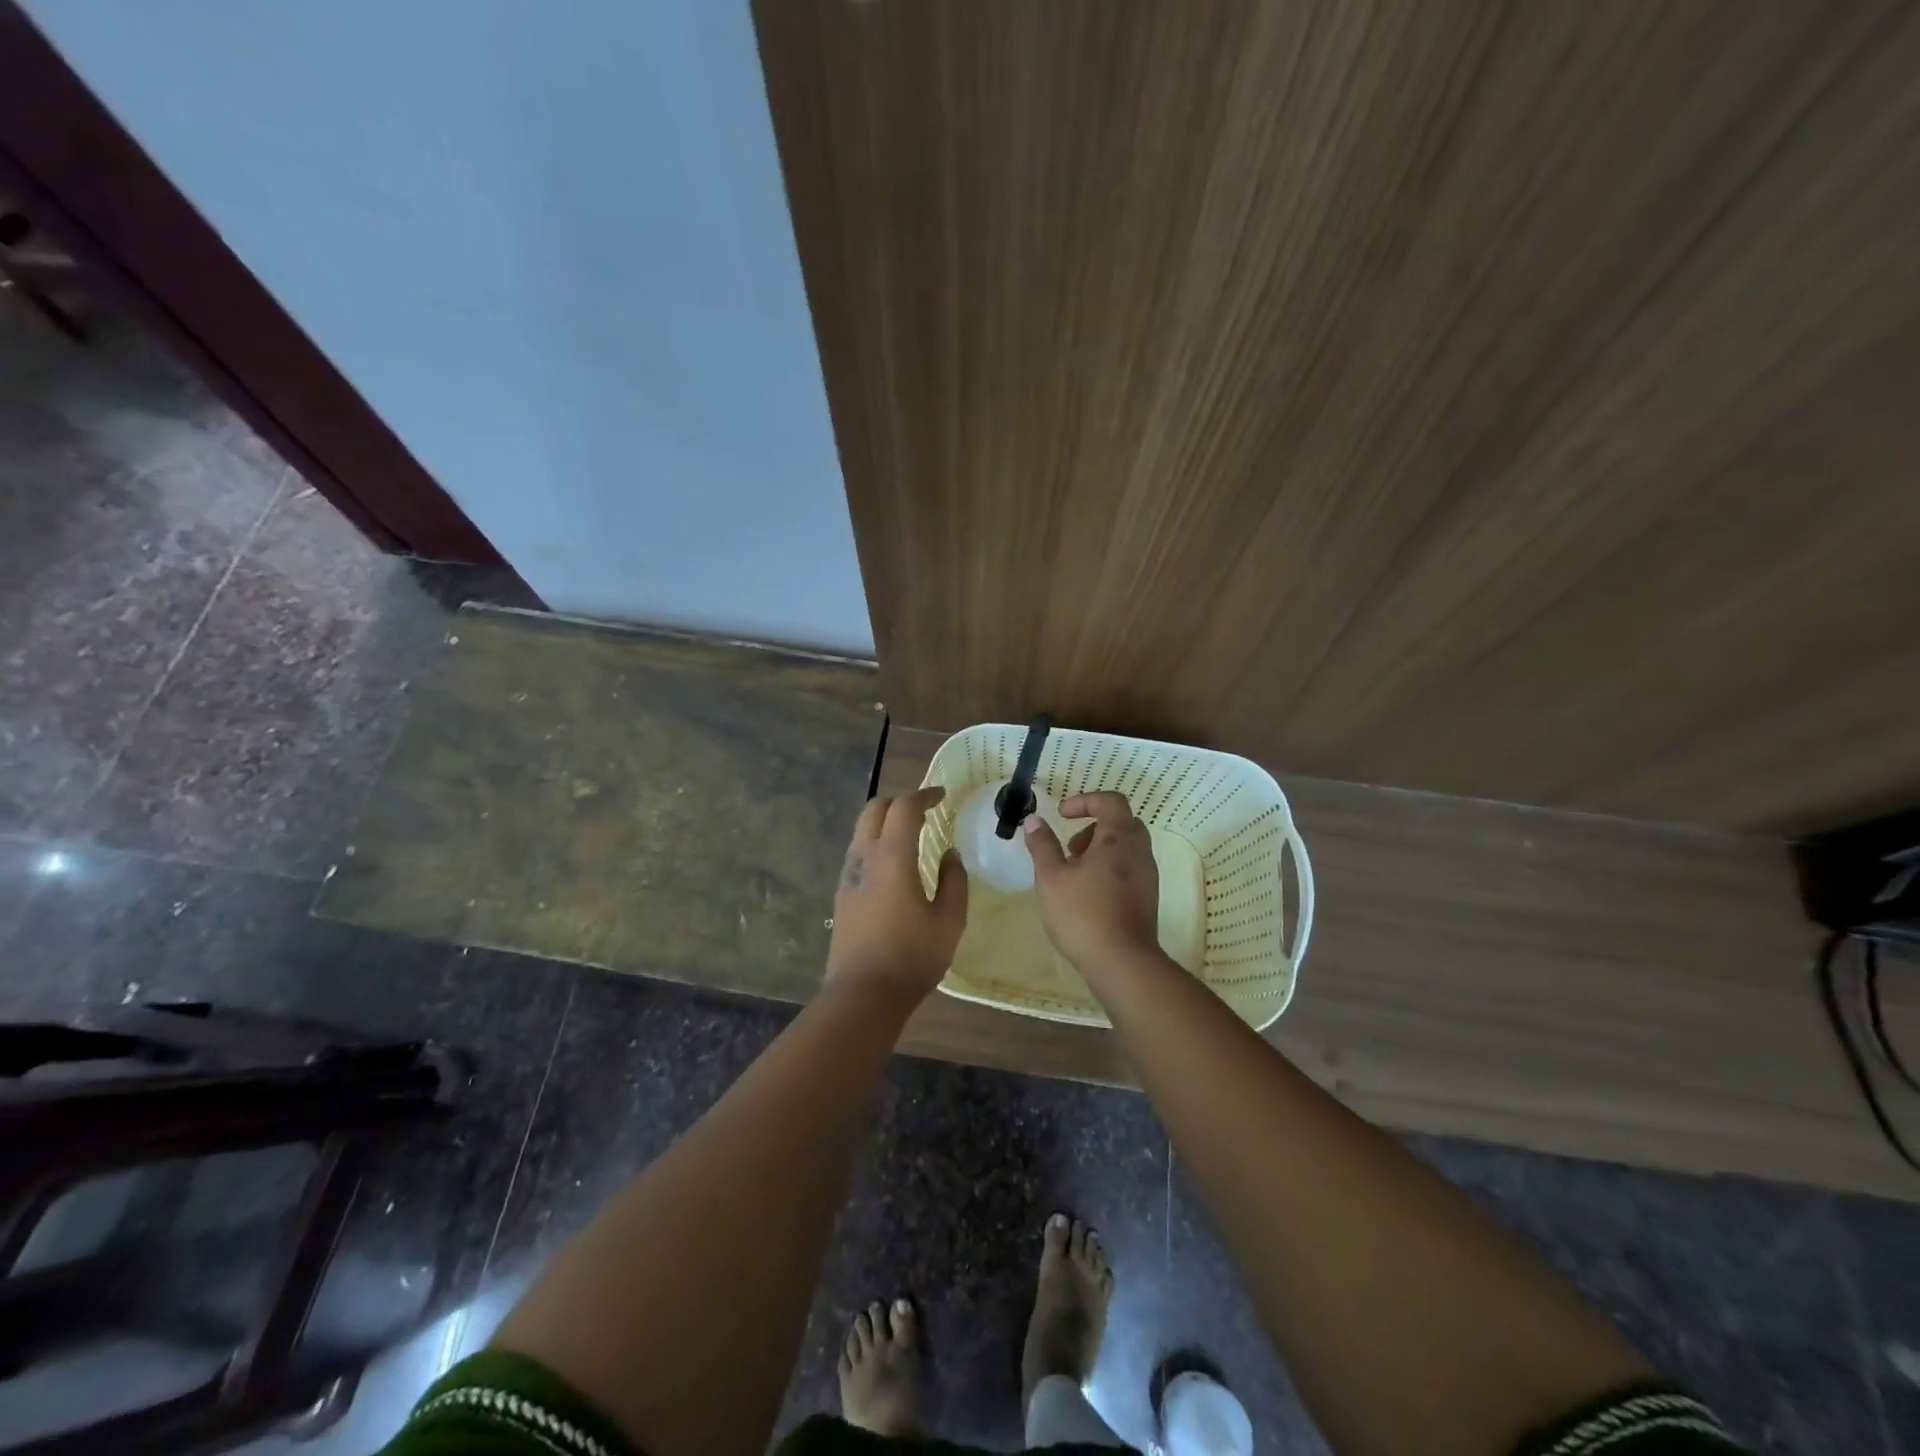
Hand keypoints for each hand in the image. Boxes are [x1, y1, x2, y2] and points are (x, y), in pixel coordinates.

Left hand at [825, 786, 967, 1003]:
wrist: (863, 994)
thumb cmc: (912, 956)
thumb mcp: (949, 920)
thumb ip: (954, 881)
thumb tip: (950, 854)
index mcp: (892, 857)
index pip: (904, 808)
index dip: (924, 795)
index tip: (942, 796)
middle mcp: (864, 858)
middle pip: (874, 810)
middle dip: (899, 801)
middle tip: (924, 810)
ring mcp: (847, 876)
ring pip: (861, 831)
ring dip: (884, 823)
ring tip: (910, 835)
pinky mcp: (841, 895)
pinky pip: (857, 854)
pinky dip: (876, 844)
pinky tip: (893, 866)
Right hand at [1023, 792, 1160, 970]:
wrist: (1122, 962)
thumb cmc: (1082, 913)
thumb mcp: (1051, 877)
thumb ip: (1042, 845)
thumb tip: (1035, 820)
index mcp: (1118, 837)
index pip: (1110, 801)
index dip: (1084, 801)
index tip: (1061, 815)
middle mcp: (1139, 850)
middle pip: (1121, 822)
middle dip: (1092, 827)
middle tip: (1069, 848)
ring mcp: (1148, 875)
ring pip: (1126, 847)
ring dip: (1100, 850)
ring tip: (1073, 874)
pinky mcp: (1148, 897)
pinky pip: (1130, 868)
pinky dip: (1109, 868)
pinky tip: (1087, 894)